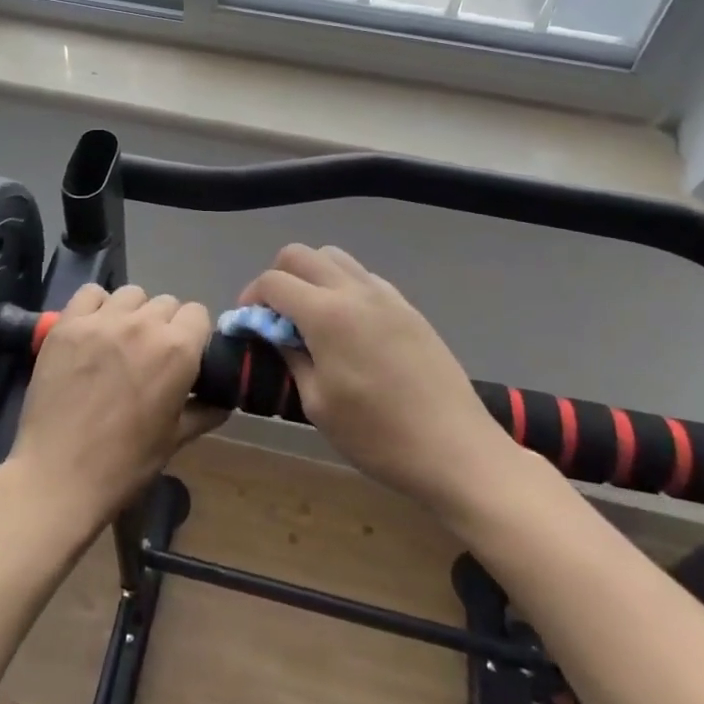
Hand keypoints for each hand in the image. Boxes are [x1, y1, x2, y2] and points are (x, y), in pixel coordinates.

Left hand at [9, 284, 220, 535]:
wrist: (58, 475)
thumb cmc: (125, 463)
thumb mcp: (175, 439)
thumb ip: (205, 411)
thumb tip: (223, 399)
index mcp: (177, 349)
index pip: (198, 314)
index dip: (193, 335)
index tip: (183, 357)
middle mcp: (143, 324)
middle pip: (166, 302)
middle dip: (164, 325)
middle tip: (150, 355)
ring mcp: (102, 320)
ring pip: (131, 295)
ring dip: (133, 313)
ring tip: (120, 341)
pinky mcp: (67, 324)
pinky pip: (90, 294)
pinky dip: (96, 306)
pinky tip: (93, 331)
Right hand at [240, 245, 525, 516]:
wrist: (455, 448)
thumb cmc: (377, 436)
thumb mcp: (318, 403)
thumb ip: (291, 356)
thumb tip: (273, 332)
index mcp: (327, 314)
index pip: (273, 281)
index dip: (251, 298)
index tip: (248, 324)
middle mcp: (355, 291)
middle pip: (301, 255)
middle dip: (278, 277)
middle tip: (275, 316)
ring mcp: (386, 295)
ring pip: (334, 258)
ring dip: (311, 276)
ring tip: (310, 317)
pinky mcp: (407, 307)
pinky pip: (363, 277)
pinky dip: (343, 287)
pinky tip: (347, 326)